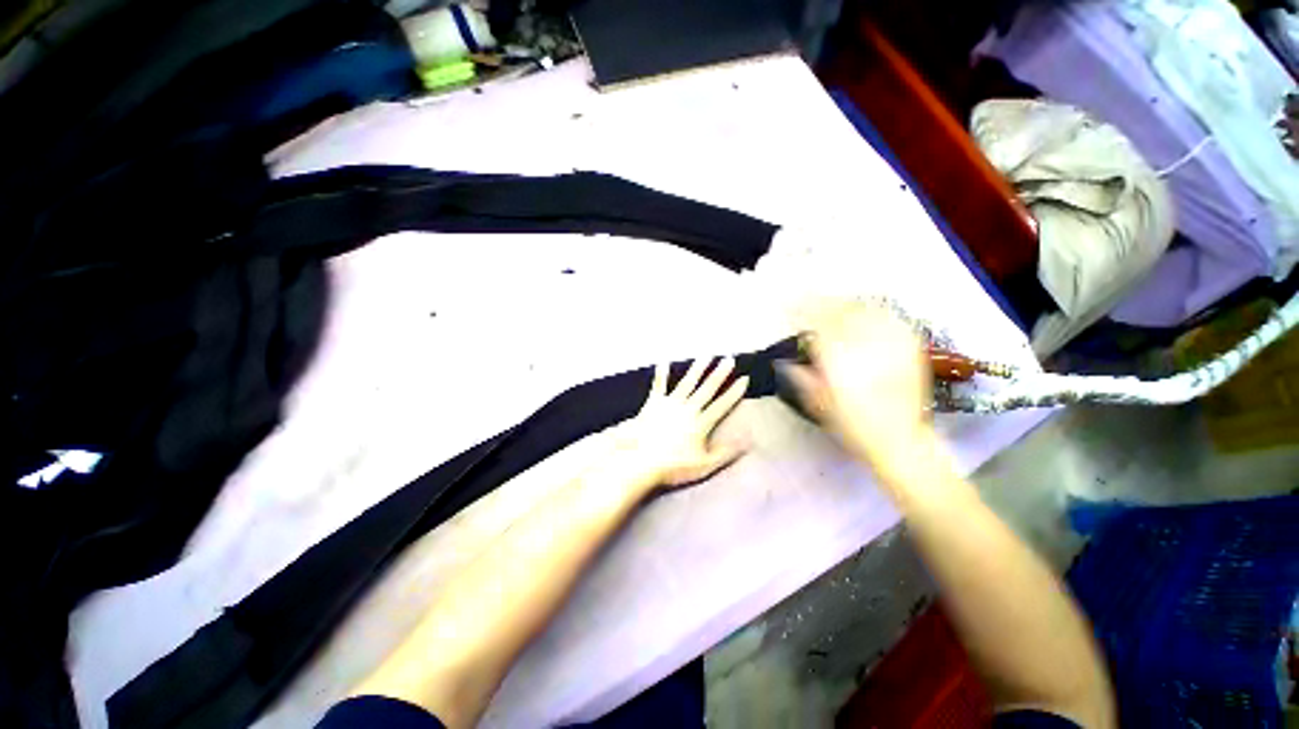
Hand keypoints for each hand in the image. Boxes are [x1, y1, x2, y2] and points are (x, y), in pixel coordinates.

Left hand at [609, 356, 749, 492]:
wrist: (642, 461)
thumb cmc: (674, 467)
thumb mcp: (704, 465)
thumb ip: (725, 453)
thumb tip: (748, 441)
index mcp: (701, 423)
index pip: (722, 405)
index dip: (734, 392)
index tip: (744, 378)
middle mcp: (688, 409)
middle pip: (707, 388)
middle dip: (719, 373)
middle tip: (729, 359)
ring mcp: (670, 404)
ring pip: (687, 382)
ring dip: (697, 368)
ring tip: (707, 355)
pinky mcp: (654, 403)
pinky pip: (659, 386)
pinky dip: (661, 374)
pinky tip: (664, 362)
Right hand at [776, 301, 934, 472]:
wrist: (900, 441)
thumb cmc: (853, 425)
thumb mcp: (818, 404)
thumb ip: (801, 377)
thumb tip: (783, 361)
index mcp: (838, 359)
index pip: (817, 322)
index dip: (801, 309)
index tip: (789, 304)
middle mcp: (864, 345)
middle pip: (840, 310)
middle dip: (821, 301)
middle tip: (808, 298)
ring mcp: (890, 344)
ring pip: (865, 310)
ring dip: (845, 303)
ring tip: (834, 302)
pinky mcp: (910, 347)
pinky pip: (889, 318)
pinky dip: (872, 311)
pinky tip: (866, 312)